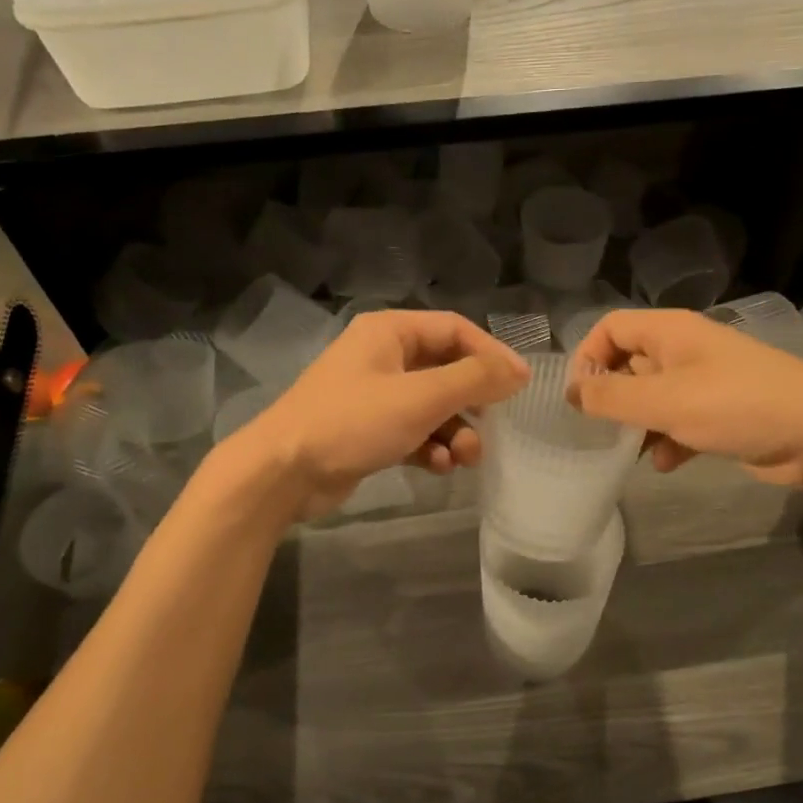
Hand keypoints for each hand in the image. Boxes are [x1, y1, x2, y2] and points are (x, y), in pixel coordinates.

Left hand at [247, 310, 528, 515]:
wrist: (282, 472)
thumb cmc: (353, 421)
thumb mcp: (421, 397)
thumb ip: (474, 380)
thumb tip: (518, 371)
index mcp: (390, 332)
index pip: (455, 330)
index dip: (492, 354)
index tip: (520, 384)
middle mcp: (383, 356)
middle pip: (446, 370)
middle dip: (472, 402)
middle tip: (494, 427)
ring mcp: (374, 395)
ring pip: (432, 406)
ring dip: (455, 431)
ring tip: (465, 457)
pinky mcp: (369, 430)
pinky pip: (414, 431)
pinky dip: (430, 446)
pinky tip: (437, 467)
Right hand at [567, 309, 802, 486]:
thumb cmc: (735, 406)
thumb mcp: (665, 401)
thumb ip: (612, 398)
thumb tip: (572, 393)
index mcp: (671, 332)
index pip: (611, 327)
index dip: (588, 356)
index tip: (579, 397)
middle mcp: (686, 350)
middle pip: (630, 363)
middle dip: (612, 396)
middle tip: (599, 428)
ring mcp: (706, 381)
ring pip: (654, 397)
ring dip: (638, 423)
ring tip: (628, 451)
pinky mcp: (722, 413)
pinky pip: (680, 421)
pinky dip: (668, 440)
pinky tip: (667, 463)